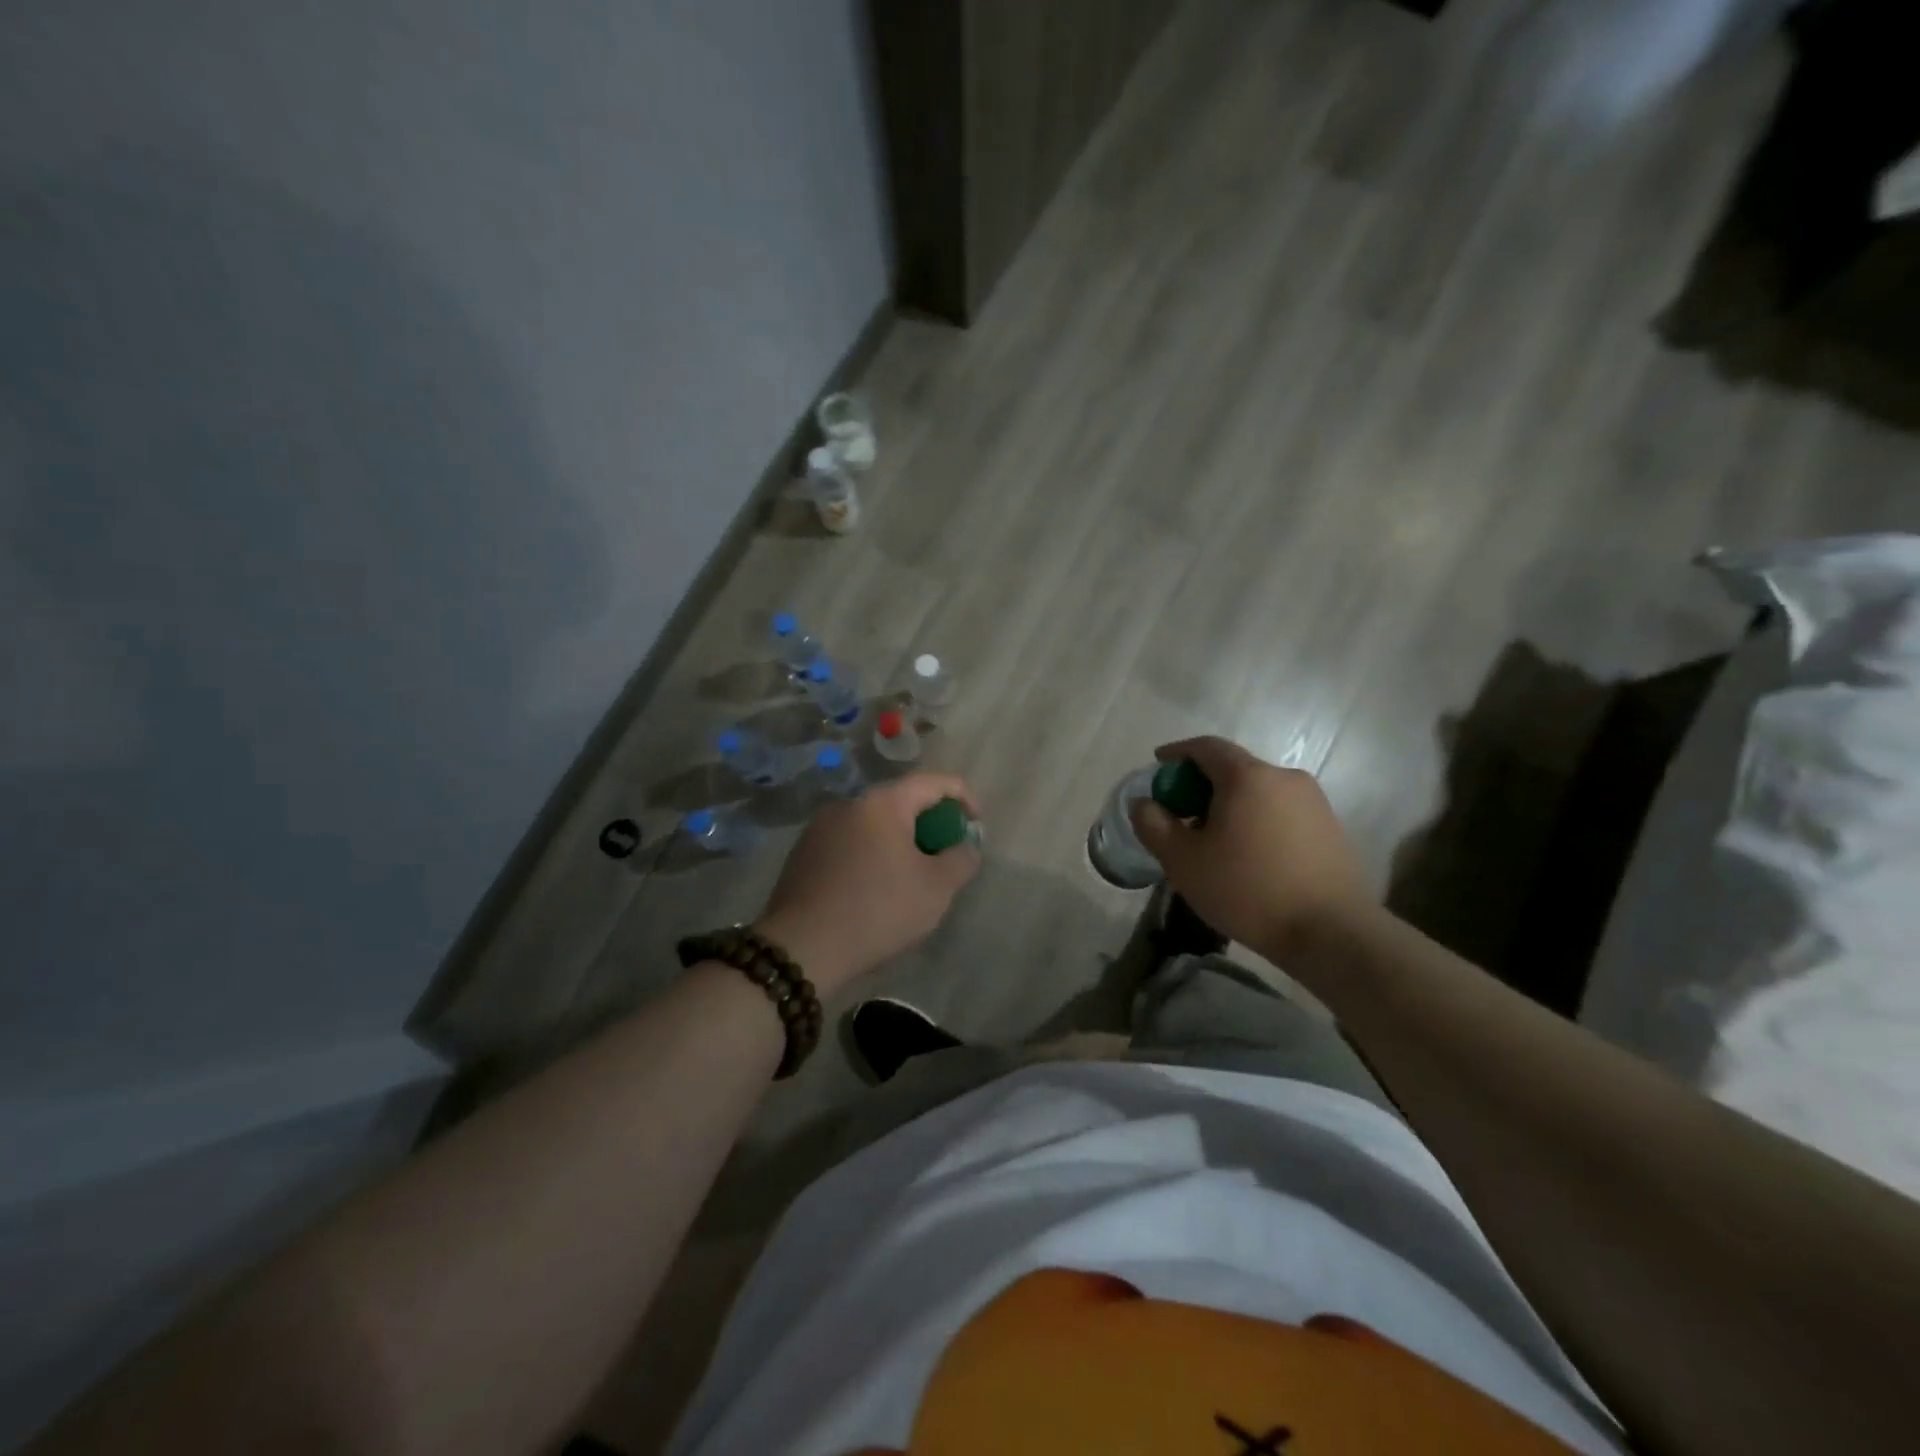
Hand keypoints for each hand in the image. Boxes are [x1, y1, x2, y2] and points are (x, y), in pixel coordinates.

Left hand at [755, 772, 981, 995]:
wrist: (801, 948)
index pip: (933, 781)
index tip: (975, 824)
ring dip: (898, 841)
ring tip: (910, 877)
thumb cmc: (878, 910)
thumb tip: (965, 846)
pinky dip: (871, 855)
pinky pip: (849, 843)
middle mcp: (848, 804)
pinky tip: (873, 890)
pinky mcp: (802, 854)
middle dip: (929, 823)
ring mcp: (820, 828)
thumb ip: (961, 859)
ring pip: (873, 824)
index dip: (963, 796)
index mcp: (883, 803)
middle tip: (944, 856)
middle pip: (901, 802)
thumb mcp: (936, 889)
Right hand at [1130, 736, 1370, 965]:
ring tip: (1216, 841)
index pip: (1206, 747)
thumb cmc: (1248, 889)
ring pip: (1259, 792)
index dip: (1177, 752)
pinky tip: (1250, 857)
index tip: (1159, 765)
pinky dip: (1258, 822)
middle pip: (1234, 769)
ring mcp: (1314, 802)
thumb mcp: (1183, 861)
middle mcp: (1284, 777)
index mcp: (1247, 776)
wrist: (1331, 933)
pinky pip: (1282, 813)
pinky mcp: (1331, 828)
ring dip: (1232, 806)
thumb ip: (1154, 825)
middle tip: (1181, 814)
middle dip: (1202, 785)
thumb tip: (1144, 803)